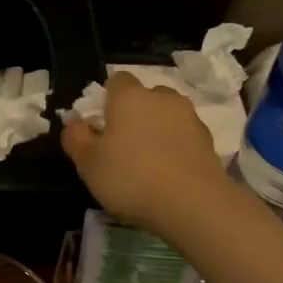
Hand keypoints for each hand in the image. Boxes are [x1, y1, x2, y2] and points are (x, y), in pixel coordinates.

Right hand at [61, 73, 226, 232]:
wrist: (191, 202)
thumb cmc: (129, 177)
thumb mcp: (88, 164)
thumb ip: (76, 138)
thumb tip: (73, 122)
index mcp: (129, 97)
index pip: (117, 80)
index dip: (107, 98)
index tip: (101, 124)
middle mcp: (161, 98)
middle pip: (146, 96)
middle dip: (135, 113)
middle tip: (123, 144)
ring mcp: (189, 117)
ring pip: (168, 115)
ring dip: (157, 129)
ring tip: (148, 161)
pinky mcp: (208, 140)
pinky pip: (184, 136)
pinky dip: (175, 146)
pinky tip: (168, 172)